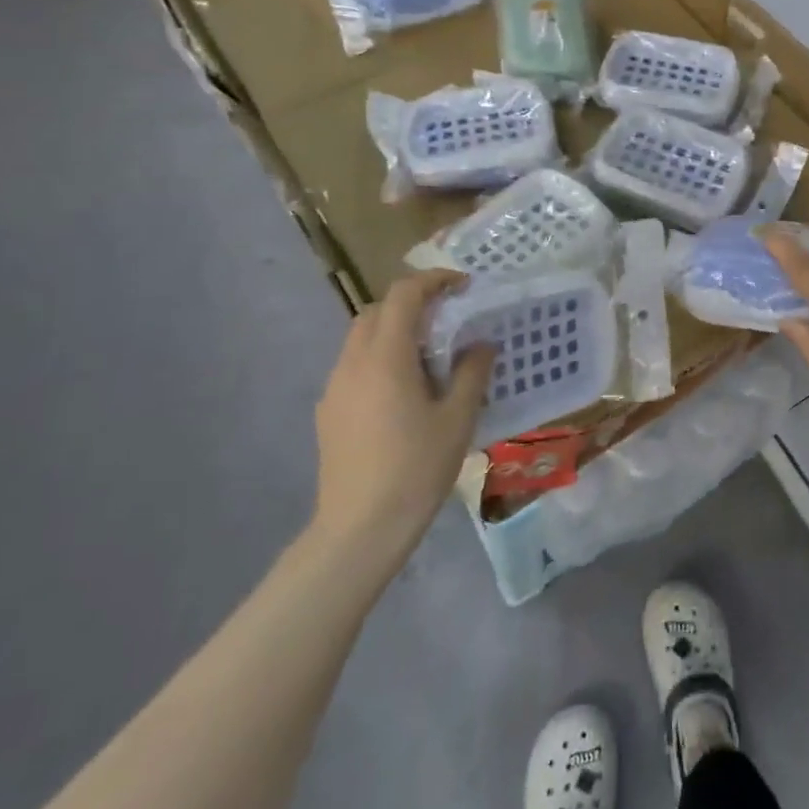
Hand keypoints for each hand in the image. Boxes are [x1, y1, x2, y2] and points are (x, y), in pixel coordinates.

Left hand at [312, 271, 493, 545]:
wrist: (360, 527)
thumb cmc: (416, 468)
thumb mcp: (458, 419)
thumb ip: (471, 373)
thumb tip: (480, 344)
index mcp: (386, 357)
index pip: (404, 295)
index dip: (433, 280)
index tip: (462, 285)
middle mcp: (353, 362)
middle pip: (377, 311)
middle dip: (411, 303)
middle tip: (447, 318)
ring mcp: (335, 388)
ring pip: (361, 338)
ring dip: (394, 331)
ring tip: (428, 357)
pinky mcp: (328, 412)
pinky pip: (354, 366)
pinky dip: (380, 358)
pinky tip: (403, 393)